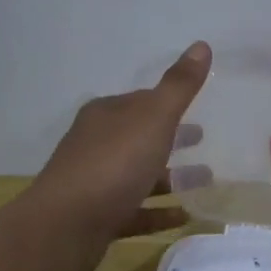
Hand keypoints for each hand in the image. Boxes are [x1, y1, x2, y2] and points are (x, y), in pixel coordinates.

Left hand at [27, 42, 212, 270]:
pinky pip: (136, 211)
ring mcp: (95, 183)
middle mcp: (96, 144)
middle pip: (140, 138)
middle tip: (202, 140)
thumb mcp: (153, 119)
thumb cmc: (113, 163)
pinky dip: (159, 211)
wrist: (65, 225)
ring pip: (139, 175)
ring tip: (205, 181)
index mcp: (106, 115)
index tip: (195, 109)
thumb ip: (179, 86)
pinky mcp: (97, 218)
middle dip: (171, 139)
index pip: (141, 102)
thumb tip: (202, 44)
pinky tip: (184, 215)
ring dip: (171, 177)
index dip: (168, 104)